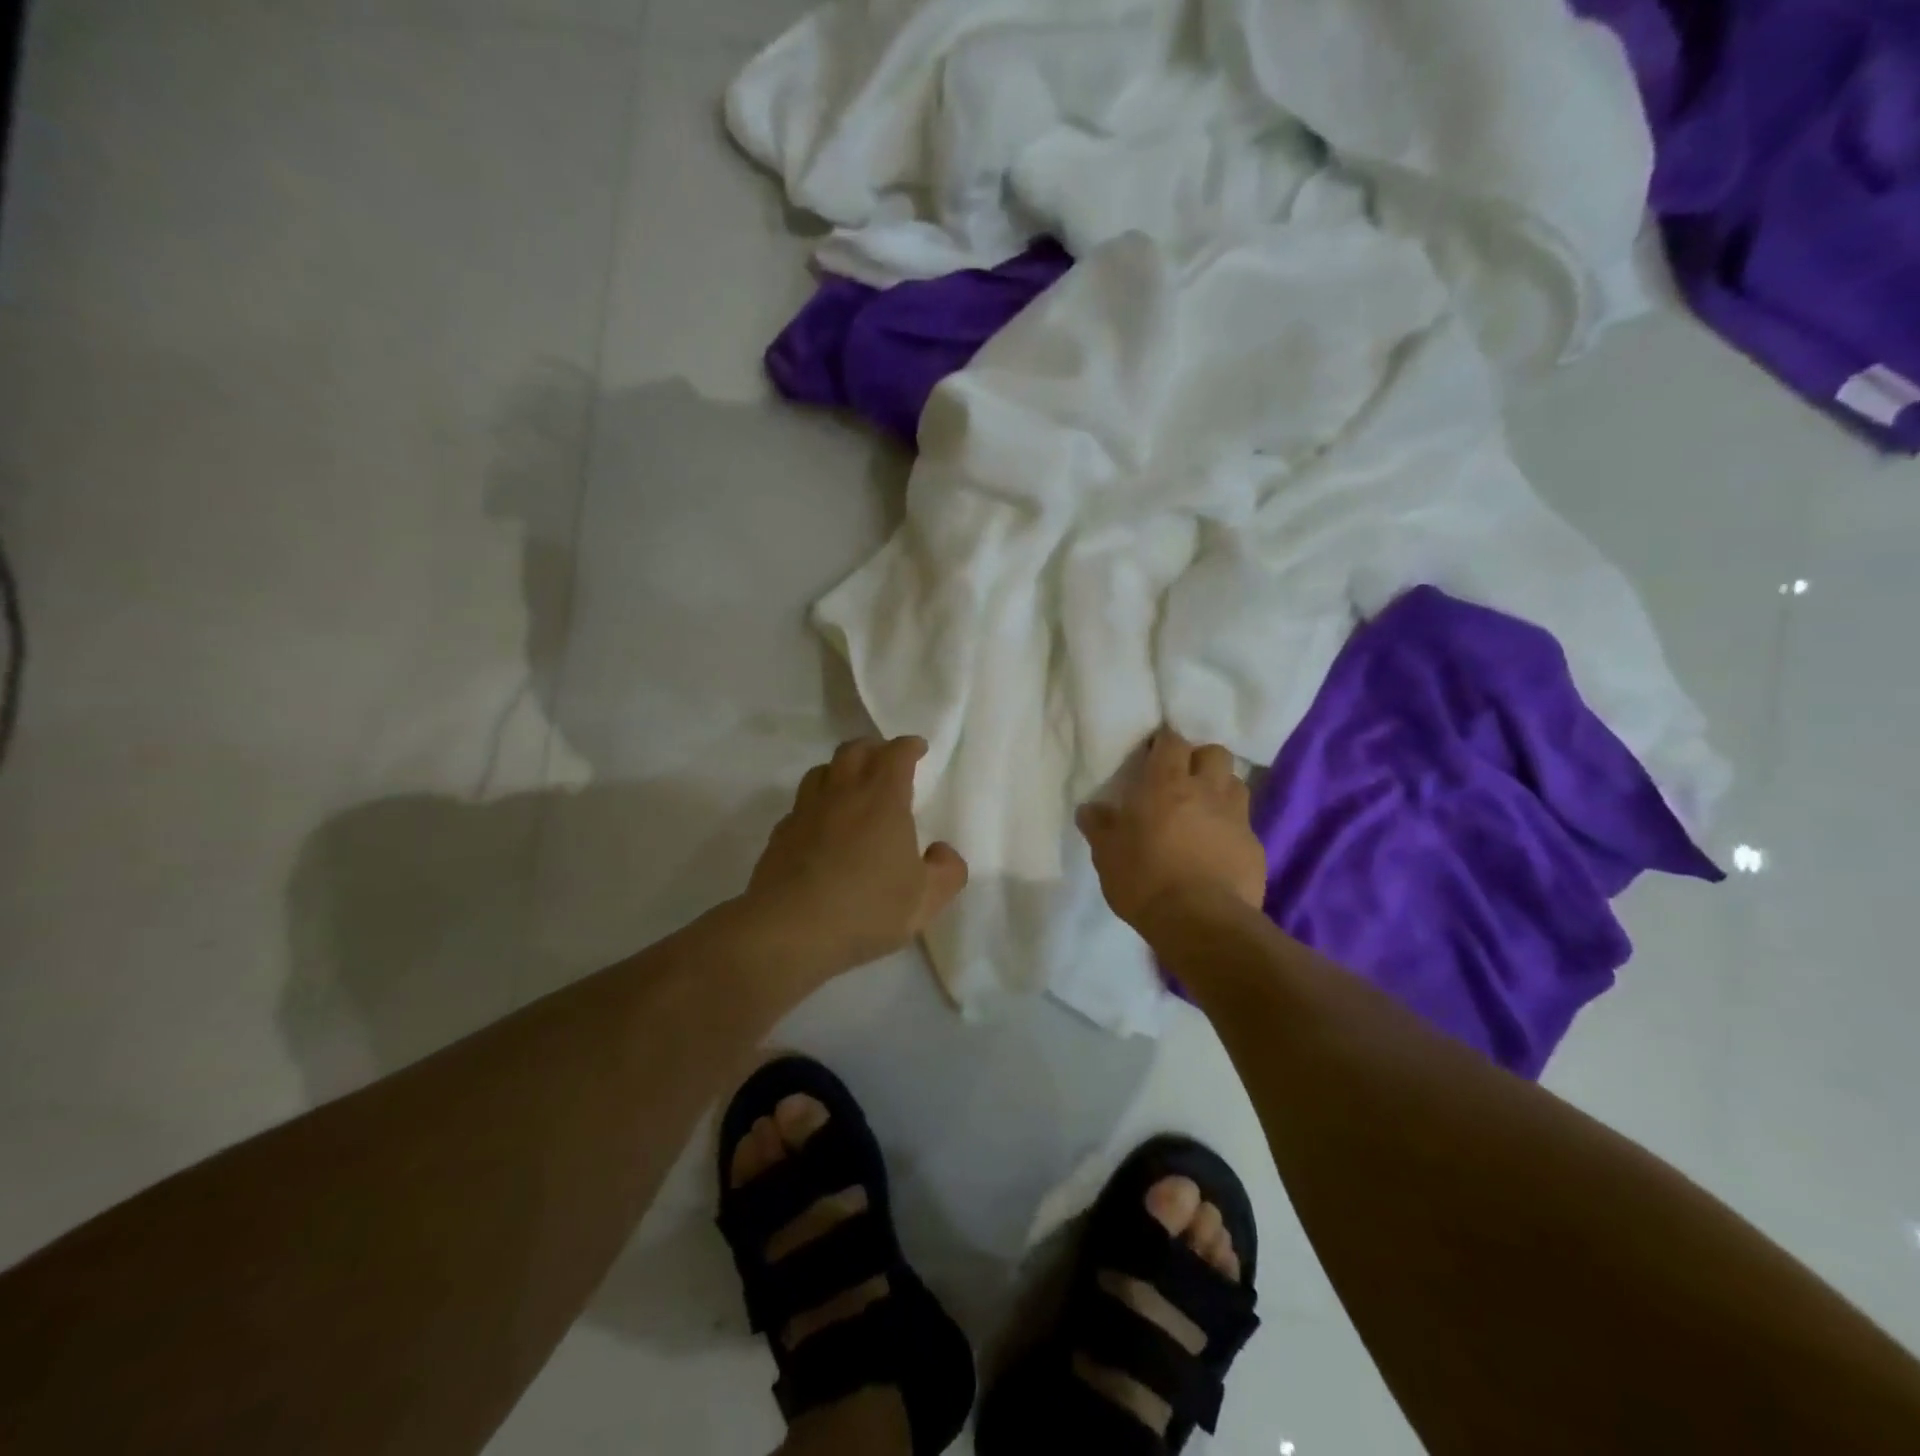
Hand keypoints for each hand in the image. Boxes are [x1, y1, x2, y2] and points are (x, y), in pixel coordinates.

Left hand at [746, 736, 967, 971]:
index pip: (896, 754)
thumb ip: (947, 872)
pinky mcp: (781, 834)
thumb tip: (941, 851)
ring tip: (851, 786)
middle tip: (885, 760)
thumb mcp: (925, 900)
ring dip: (841, 770)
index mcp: (882, 800)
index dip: (909, 746)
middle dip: (874, 748)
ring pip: (822, 771)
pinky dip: (817, 803)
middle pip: (854, 751)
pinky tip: (821, 825)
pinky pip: (801, 804)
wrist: (789, 930)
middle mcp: (842, 794)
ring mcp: (806, 811)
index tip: (918, 748)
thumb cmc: (866, 908)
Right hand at [1077, 729, 1266, 930]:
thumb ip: (1099, 826)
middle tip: (1182, 779)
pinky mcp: (1254, 847)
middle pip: (1214, 752)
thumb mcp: (1107, 855)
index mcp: (1165, 785)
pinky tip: (1217, 849)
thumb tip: (1090, 809)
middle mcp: (1206, 791)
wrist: (1200, 922)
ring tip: (1203, 810)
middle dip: (1199, 759)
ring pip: (1236, 784)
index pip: (1171, 742)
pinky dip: (1231, 829)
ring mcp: (1236, 818)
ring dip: (1220, 789)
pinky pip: (1244, 825)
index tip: (1152, 755)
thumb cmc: (1144, 880)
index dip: (1163, 744)